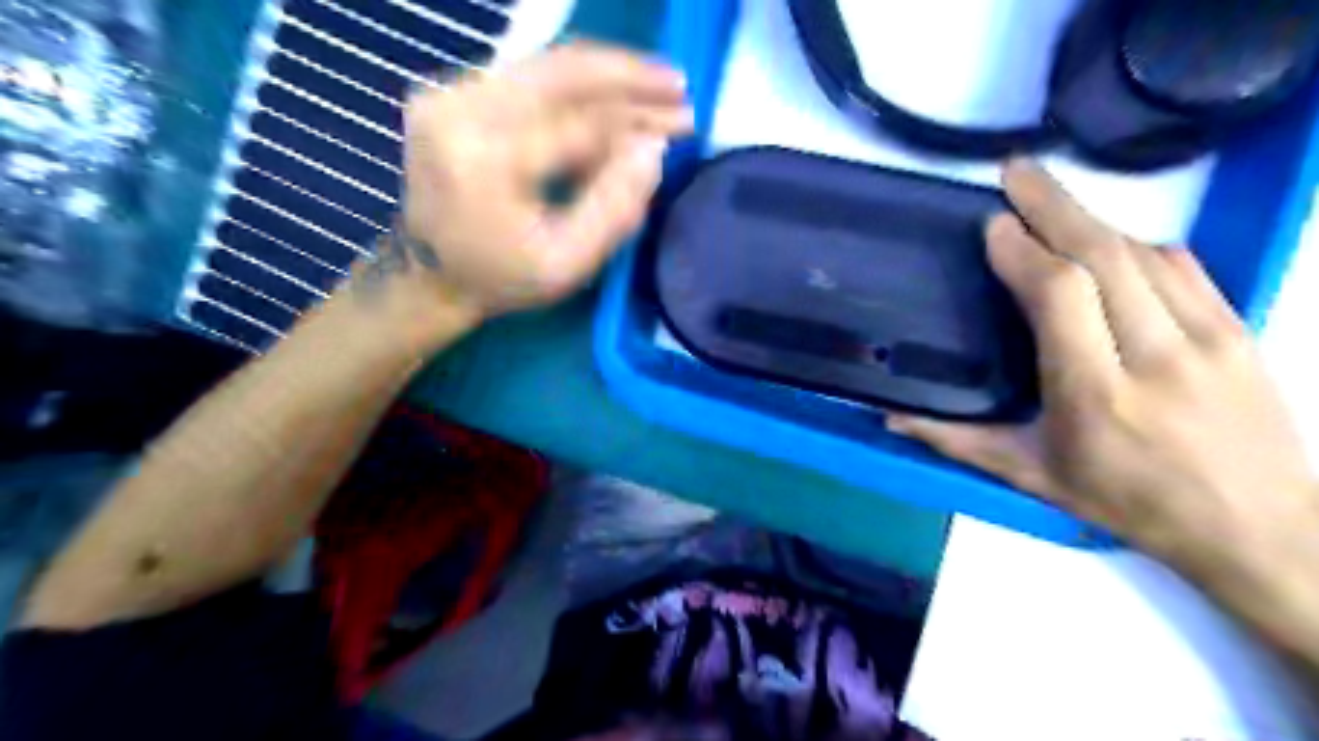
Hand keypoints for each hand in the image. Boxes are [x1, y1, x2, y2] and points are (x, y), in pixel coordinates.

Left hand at [398, 43, 692, 320]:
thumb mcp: (567, 264)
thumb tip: (655, 149)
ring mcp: (449, 94)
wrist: (431, 272)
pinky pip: (529, 76)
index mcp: (485, 161)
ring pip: (546, 65)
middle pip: (561, 72)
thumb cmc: (503, 277)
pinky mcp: (452, 92)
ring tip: (655, 86)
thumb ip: (614, 208)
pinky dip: (577, 85)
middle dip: (629, 76)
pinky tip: (610, 97)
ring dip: (607, 74)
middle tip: (679, 86)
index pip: (580, 123)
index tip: (685, 122)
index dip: (639, 120)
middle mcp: (459, 110)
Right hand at [884, 162, 1317, 562]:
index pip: (1060, 297)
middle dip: (1054, 205)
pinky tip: (1106, 236)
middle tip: (1014, 170)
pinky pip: (1180, 265)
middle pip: (1103, 256)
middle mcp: (1155, 355)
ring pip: (1142, 253)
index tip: (993, 225)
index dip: (1024, 251)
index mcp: (1096, 395)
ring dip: (1090, 218)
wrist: (1259, 529)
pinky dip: (1133, 241)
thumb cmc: (1127, 503)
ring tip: (1048, 197)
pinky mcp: (1237, 329)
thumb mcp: (1031, 477)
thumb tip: (890, 417)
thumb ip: (956, 441)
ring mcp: (1207, 337)